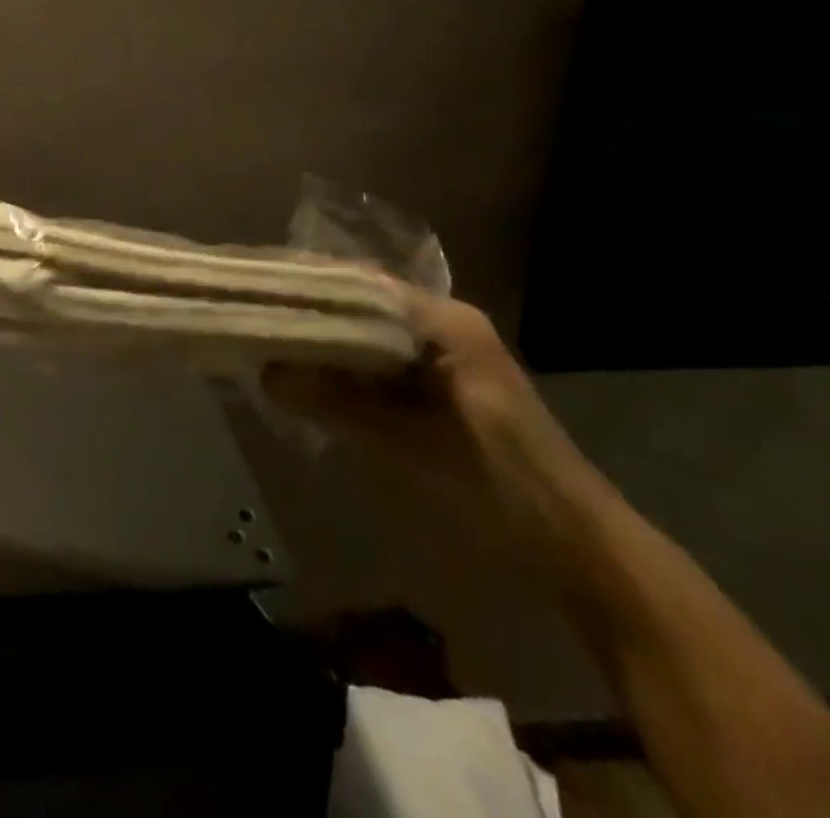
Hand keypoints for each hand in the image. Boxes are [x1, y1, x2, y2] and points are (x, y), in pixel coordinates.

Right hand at [264, 290, 595, 549]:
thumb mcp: (414, 442)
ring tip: (264, 336)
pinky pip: (374, 361)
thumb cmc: (502, 484)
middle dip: (306, 308)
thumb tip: (264, 375)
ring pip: (363, 332)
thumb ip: (338, 403)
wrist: (578, 546)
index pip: (361, 284)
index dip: (307, 282)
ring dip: (319, 337)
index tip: (258, 284)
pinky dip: (339, 366)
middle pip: (359, 303)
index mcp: (446, 322)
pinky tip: (304, 374)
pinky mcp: (436, 386)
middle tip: (251, 310)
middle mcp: (441, 326)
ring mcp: (440, 355)